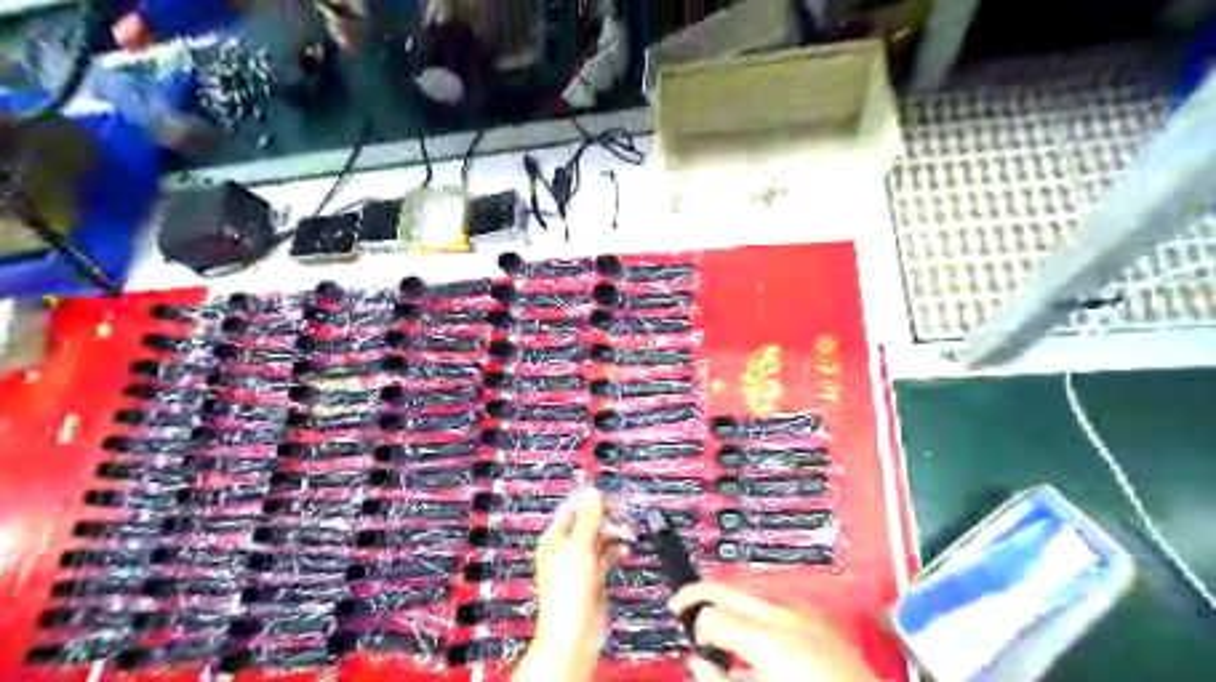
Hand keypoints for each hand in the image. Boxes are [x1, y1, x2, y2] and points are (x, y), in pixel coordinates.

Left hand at [512, 487, 627, 681]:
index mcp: (554, 540)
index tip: (609, 498)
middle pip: (586, 525)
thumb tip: (591, 492)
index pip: (572, 511)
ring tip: (628, 533)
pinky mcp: (592, 580)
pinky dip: (615, 552)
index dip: (590, 503)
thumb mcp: (579, 546)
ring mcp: (579, 567)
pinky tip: (623, 551)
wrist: (575, 634)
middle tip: (623, 513)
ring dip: (613, 535)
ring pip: (598, 541)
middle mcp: (565, 552)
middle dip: (605, 519)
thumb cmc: (567, 592)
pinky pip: (605, 559)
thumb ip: (588, 518)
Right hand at [671, 580, 879, 680]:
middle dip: (698, 593)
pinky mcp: (817, 614)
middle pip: (725, 588)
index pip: (710, 615)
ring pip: (748, 588)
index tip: (688, 636)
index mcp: (765, 638)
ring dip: (727, 599)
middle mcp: (782, 614)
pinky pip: (775, 597)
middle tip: (682, 607)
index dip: (692, 624)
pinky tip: (755, 625)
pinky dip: (756, 605)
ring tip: (717, 620)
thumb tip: (698, 662)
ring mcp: (801, 610)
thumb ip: (719, 679)